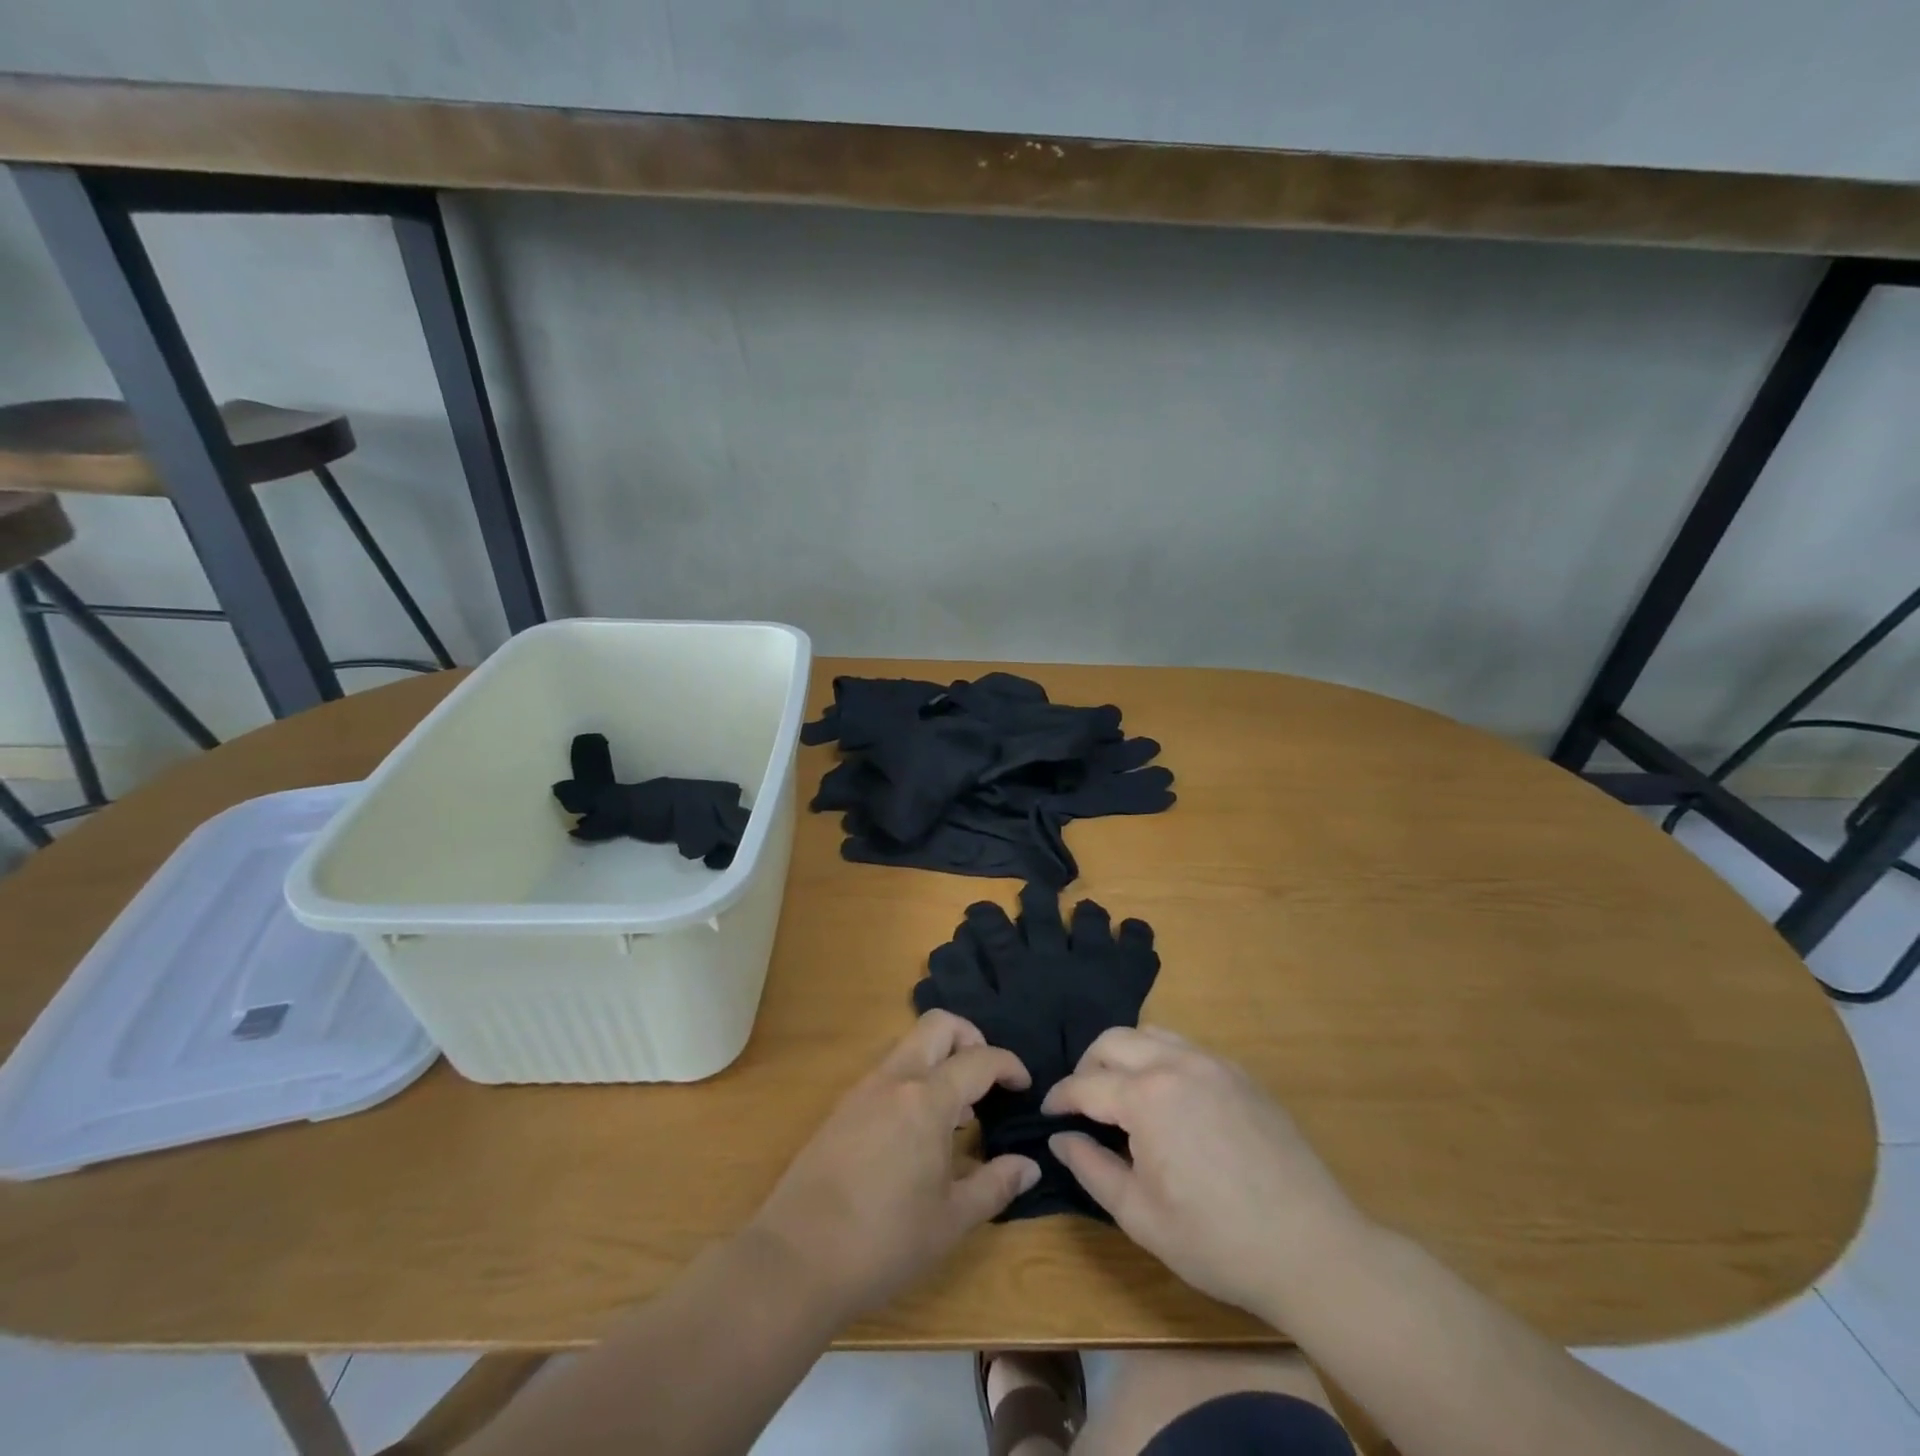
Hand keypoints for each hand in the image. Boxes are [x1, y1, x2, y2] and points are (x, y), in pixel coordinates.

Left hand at [746, 1010, 1040, 1321]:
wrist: (797, 1258)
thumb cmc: (884, 1241)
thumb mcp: (951, 1220)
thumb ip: (995, 1185)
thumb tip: (1029, 1165)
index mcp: (927, 1099)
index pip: (979, 1058)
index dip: (1009, 1064)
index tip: (1024, 1084)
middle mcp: (895, 1079)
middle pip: (938, 1025)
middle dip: (971, 1037)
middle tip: (988, 1077)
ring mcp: (863, 1089)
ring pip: (910, 1046)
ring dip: (940, 1059)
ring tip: (957, 1112)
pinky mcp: (843, 1108)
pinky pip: (889, 1072)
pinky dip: (914, 1080)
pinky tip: (918, 1131)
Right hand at [1043, 1026, 1368, 1319]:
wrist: (1313, 1249)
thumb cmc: (1217, 1241)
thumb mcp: (1140, 1217)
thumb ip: (1091, 1169)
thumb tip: (1059, 1138)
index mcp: (1147, 1097)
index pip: (1086, 1084)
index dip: (1060, 1098)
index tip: (1048, 1114)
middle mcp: (1176, 1064)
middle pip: (1113, 1041)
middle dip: (1088, 1066)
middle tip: (1082, 1102)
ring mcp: (1213, 1064)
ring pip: (1150, 1034)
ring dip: (1124, 1054)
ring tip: (1121, 1093)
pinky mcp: (1240, 1074)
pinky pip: (1186, 1048)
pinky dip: (1161, 1059)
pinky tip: (1167, 1098)